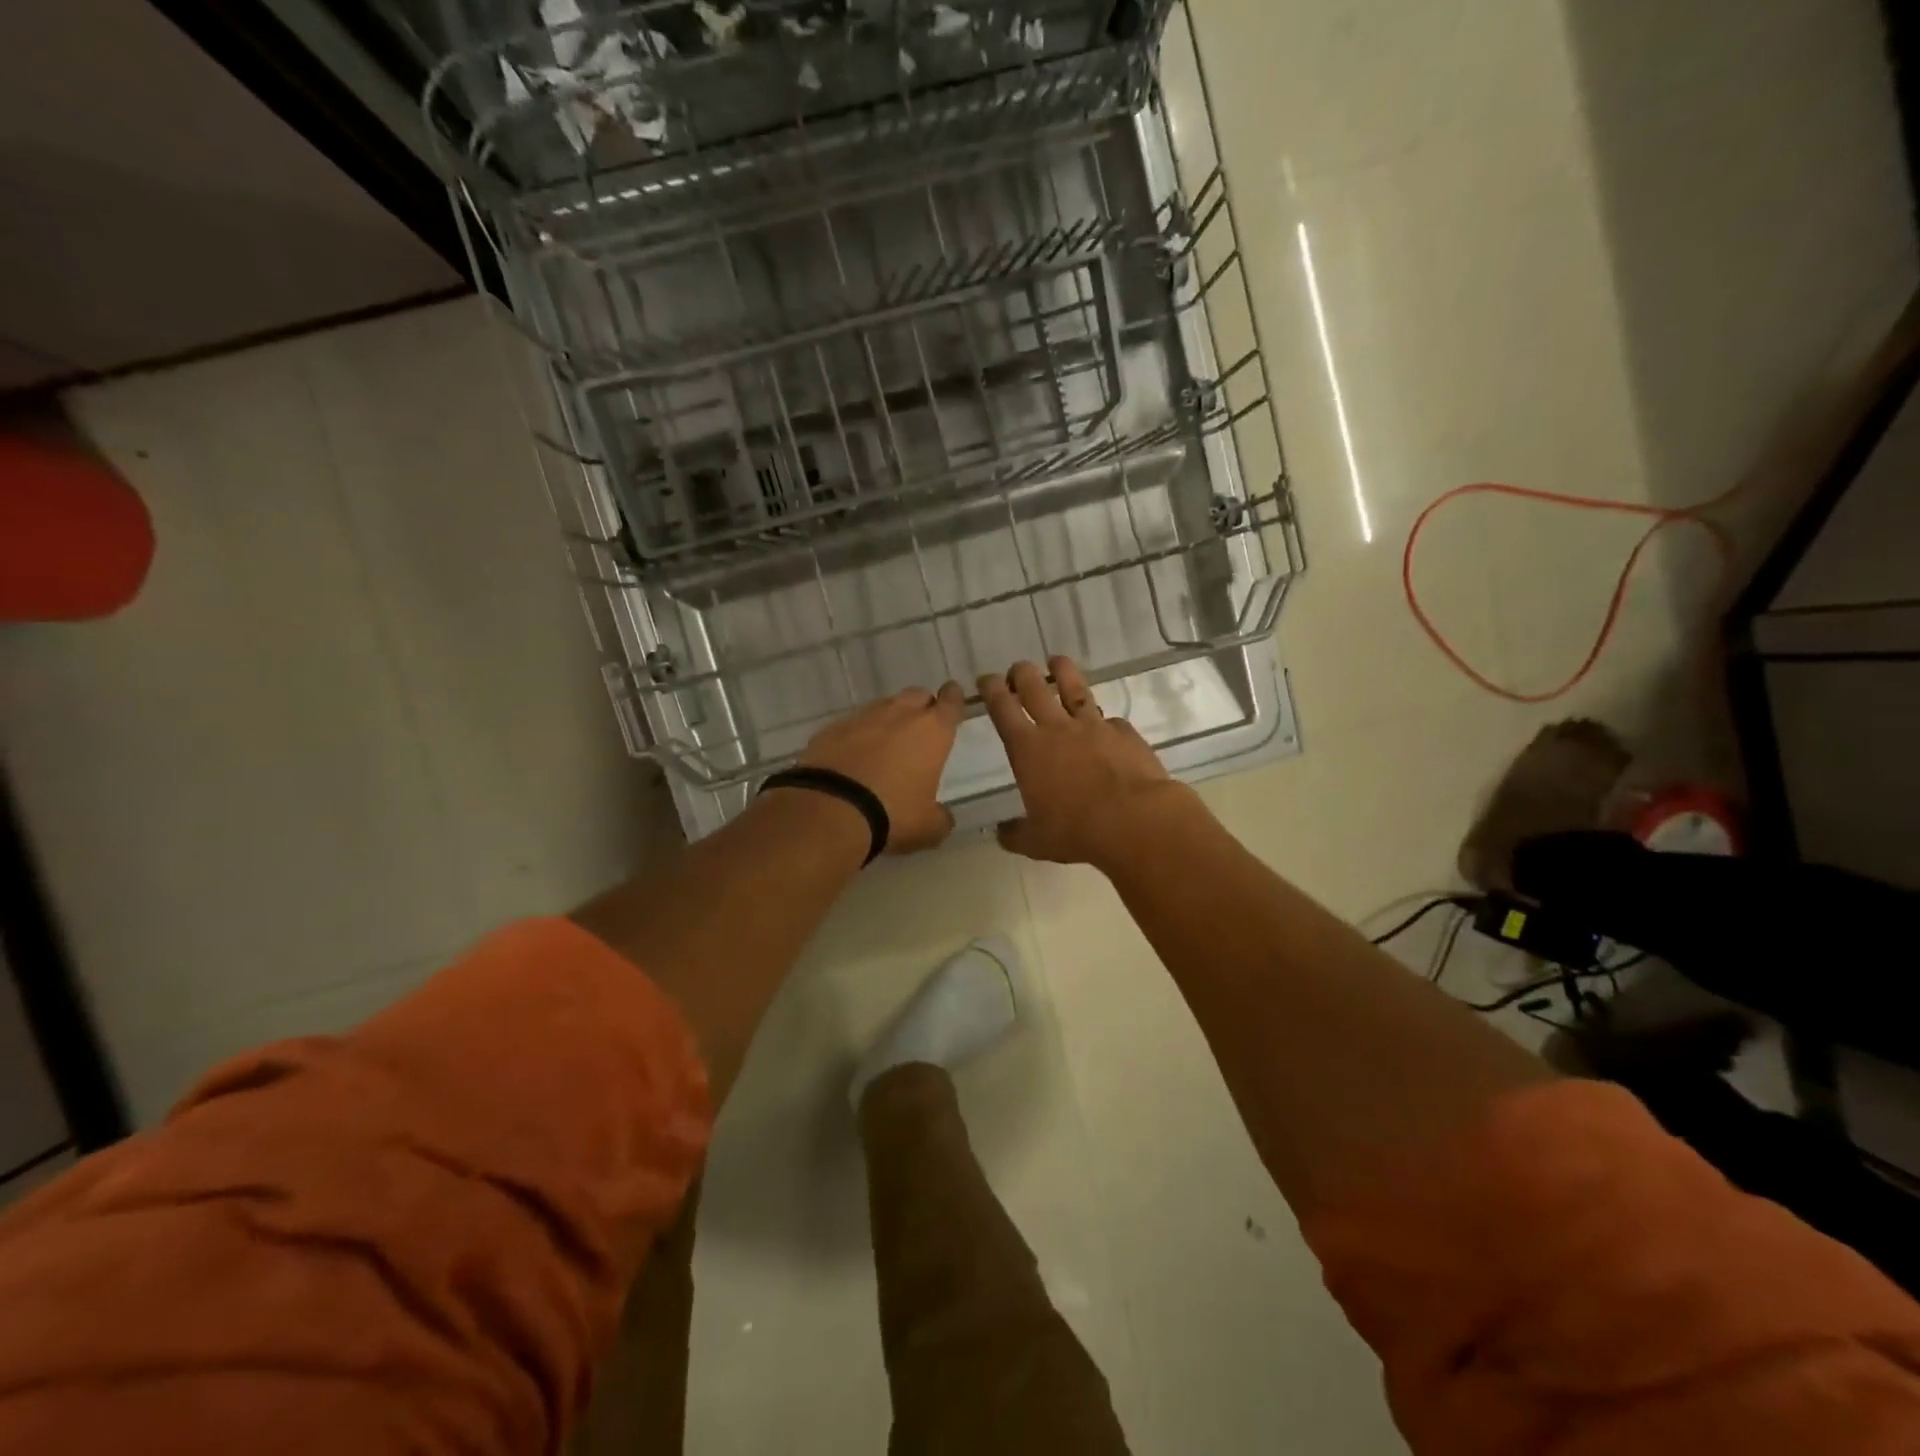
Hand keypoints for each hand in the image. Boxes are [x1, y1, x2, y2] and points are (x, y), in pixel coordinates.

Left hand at [798, 684, 965, 854]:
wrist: (830, 810)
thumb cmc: (892, 814)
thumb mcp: (928, 827)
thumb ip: (941, 817)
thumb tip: (942, 817)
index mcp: (932, 731)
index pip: (951, 702)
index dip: (954, 699)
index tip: (953, 696)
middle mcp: (900, 715)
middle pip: (917, 696)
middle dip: (921, 707)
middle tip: (920, 728)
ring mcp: (863, 717)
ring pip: (883, 707)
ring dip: (888, 720)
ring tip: (885, 744)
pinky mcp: (831, 728)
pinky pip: (852, 724)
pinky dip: (857, 735)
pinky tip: (853, 756)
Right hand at [979, 657, 1189, 867]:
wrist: (1135, 820)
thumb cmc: (1076, 830)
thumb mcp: (1036, 842)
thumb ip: (1016, 834)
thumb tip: (1001, 833)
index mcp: (1028, 749)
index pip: (1002, 708)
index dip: (992, 690)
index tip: (986, 679)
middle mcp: (1058, 729)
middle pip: (1035, 687)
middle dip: (1022, 673)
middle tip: (1018, 669)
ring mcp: (1094, 726)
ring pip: (1075, 688)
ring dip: (1063, 672)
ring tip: (1057, 661)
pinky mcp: (1124, 733)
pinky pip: (1111, 720)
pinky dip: (1104, 721)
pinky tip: (1106, 725)